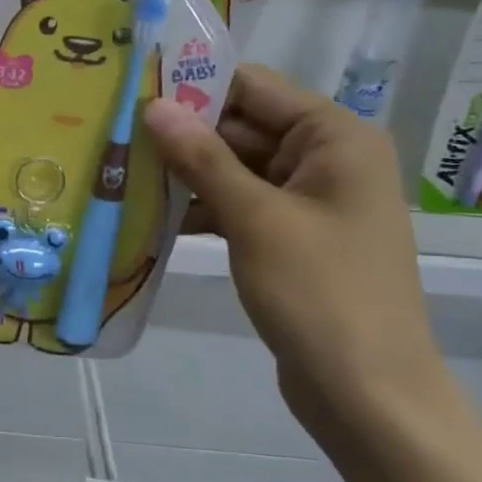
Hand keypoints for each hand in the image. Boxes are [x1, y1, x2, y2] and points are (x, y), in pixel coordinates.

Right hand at [143, 66, 452, 426]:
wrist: (368, 394)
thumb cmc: (319, 293)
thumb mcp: (255, 219)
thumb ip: (203, 159)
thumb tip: (155, 106)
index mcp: (335, 137)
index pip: (254, 88)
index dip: (194, 86)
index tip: (133, 90)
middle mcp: (327, 159)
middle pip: (243, 128)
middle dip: (182, 136)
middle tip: (114, 136)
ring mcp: (310, 202)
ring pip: (236, 170)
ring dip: (186, 175)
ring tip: (120, 175)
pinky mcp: (292, 238)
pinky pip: (241, 206)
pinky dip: (203, 210)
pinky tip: (152, 217)